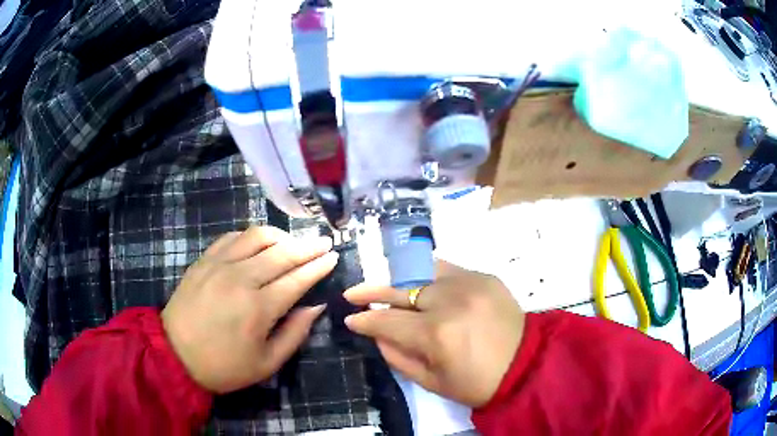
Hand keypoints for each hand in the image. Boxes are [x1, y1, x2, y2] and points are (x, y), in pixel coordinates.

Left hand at [161, 226, 337, 393]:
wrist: (175, 354)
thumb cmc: (224, 366)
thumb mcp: (267, 363)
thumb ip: (295, 333)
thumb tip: (316, 306)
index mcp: (259, 308)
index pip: (297, 279)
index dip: (318, 266)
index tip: (333, 256)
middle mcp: (241, 278)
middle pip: (282, 253)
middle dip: (307, 246)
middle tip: (323, 242)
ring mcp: (220, 264)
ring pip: (257, 236)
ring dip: (281, 236)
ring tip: (293, 243)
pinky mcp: (204, 260)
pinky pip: (232, 237)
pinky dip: (251, 236)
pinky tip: (258, 244)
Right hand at [343, 261, 524, 407]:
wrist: (526, 364)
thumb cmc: (477, 382)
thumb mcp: (431, 382)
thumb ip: (397, 357)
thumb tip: (376, 334)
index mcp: (436, 334)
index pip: (387, 321)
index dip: (364, 320)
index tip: (350, 318)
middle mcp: (450, 300)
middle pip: (399, 289)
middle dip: (371, 292)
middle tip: (352, 294)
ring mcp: (469, 282)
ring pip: (421, 271)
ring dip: (398, 279)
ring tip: (383, 285)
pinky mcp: (484, 276)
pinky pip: (446, 269)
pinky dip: (427, 275)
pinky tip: (418, 282)